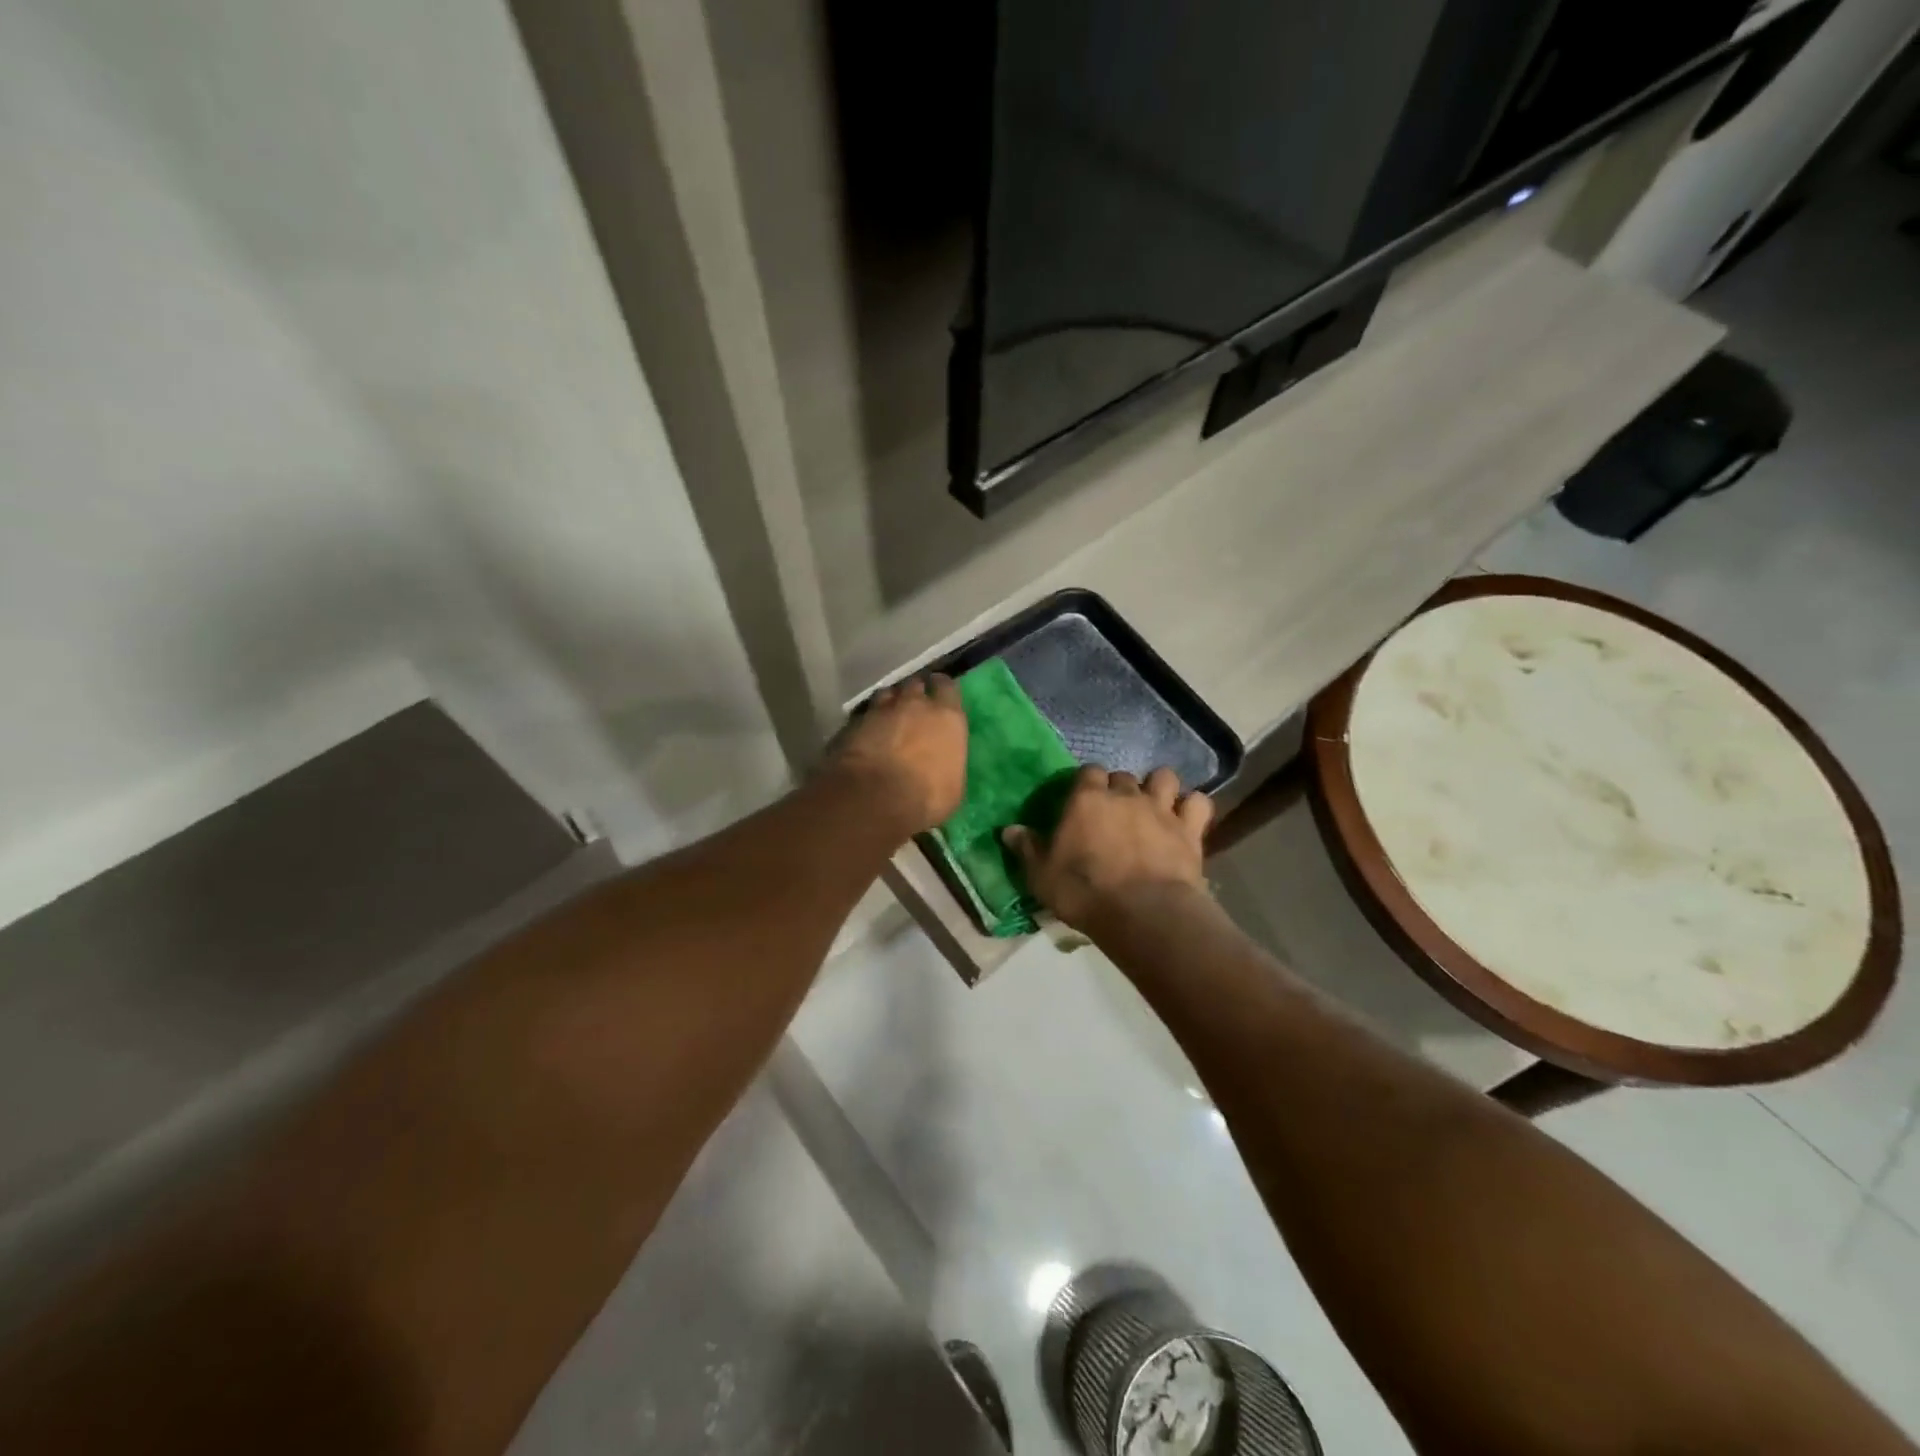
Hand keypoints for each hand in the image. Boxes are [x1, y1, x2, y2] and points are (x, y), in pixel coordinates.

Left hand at [825, 674, 967, 836]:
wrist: (876, 797)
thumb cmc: (927, 796)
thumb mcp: (953, 786)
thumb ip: (948, 763)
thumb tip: (942, 764)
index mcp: (947, 717)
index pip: (947, 687)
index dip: (942, 688)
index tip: (939, 690)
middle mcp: (915, 705)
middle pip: (915, 685)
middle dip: (914, 692)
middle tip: (914, 704)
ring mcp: (882, 711)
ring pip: (887, 693)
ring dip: (890, 701)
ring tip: (889, 713)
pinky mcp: (854, 723)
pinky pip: (865, 714)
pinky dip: (868, 720)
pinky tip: (867, 731)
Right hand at [1003, 765, 1213, 932]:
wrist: (1142, 913)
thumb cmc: (1084, 892)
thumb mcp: (1042, 875)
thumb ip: (1027, 848)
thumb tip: (1008, 830)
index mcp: (1087, 799)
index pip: (1088, 772)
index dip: (1087, 783)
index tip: (1083, 800)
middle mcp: (1125, 795)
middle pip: (1123, 775)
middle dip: (1120, 788)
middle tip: (1114, 811)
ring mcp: (1161, 809)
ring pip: (1164, 777)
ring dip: (1159, 787)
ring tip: (1154, 806)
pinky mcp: (1189, 829)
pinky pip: (1198, 803)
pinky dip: (1193, 807)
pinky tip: (1186, 819)